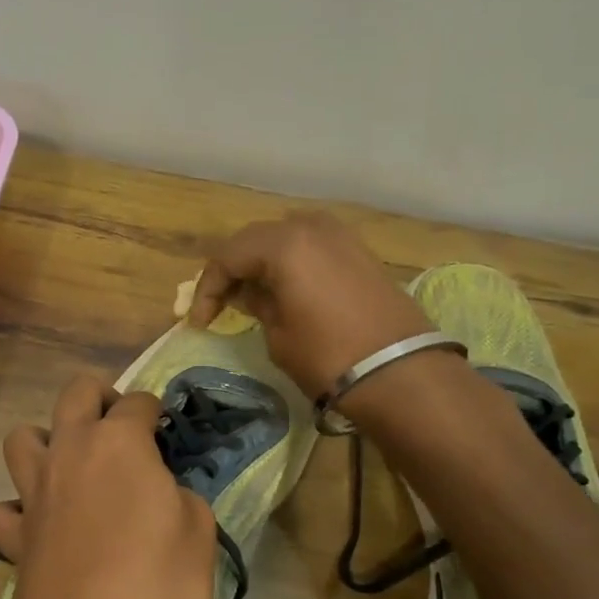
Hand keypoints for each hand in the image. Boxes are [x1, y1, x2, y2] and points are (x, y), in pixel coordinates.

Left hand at [0, 376, 218, 598]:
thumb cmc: (157, 586)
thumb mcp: (200, 535)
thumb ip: (181, 499)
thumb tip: (163, 495)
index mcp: (119, 443)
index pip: (138, 403)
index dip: (155, 412)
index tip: (165, 431)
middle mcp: (69, 452)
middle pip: (75, 394)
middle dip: (99, 398)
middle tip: (120, 429)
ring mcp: (33, 492)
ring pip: (21, 438)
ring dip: (45, 441)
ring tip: (71, 468)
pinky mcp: (11, 536)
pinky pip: (1, 510)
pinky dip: (15, 511)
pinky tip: (38, 527)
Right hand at [188, 212, 431, 396]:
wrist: (401, 371)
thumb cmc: (328, 356)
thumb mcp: (278, 335)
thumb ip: (258, 304)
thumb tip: (250, 293)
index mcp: (283, 244)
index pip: (227, 257)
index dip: (207, 289)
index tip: (198, 321)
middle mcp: (310, 227)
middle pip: (255, 240)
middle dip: (233, 270)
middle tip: (221, 303)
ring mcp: (340, 235)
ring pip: (285, 238)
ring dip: (263, 263)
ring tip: (253, 295)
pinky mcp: (360, 251)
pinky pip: (312, 247)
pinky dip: (292, 263)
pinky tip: (286, 289)